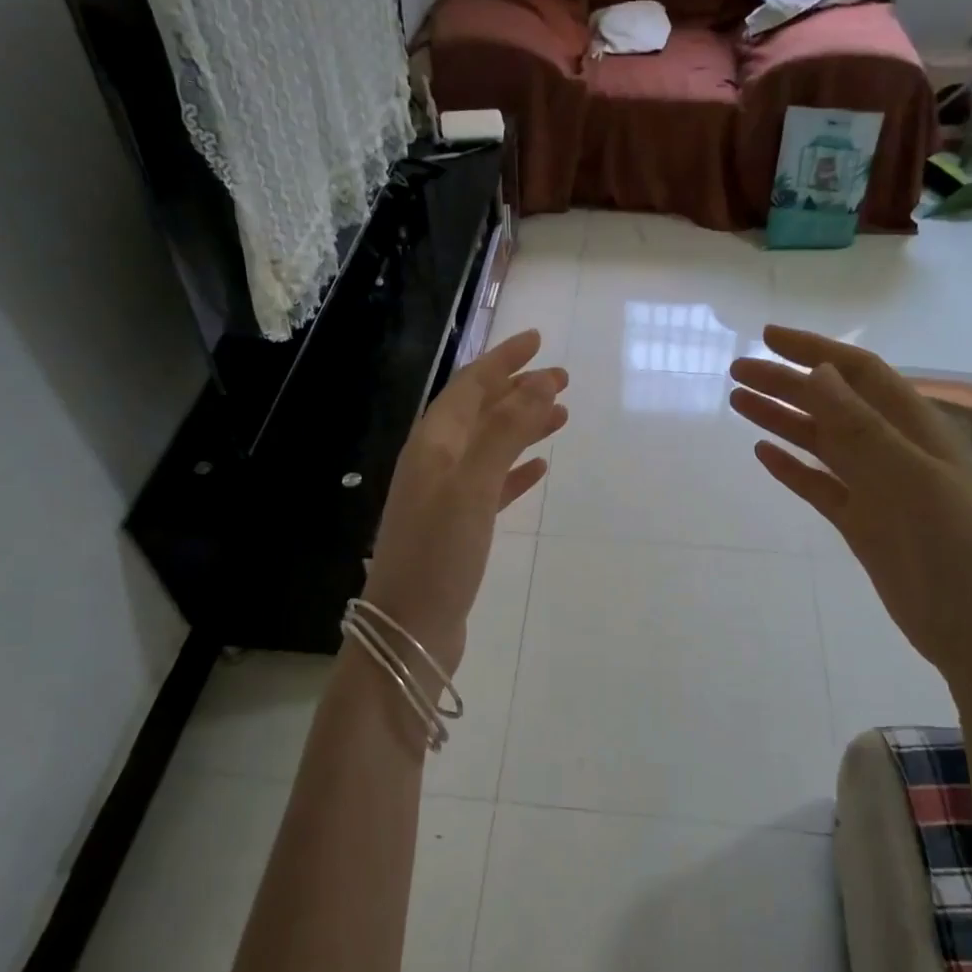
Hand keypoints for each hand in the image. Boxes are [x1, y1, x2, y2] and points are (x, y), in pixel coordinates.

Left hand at [361, 330, 567, 674]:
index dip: (503, 361)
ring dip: (522, 428)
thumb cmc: (438, 554)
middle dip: (518, 391)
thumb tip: (539, 382)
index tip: (538, 341)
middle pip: (480, 413)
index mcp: (432, 444)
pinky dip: (515, 470)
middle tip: (563, 379)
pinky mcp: (459, 527)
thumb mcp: (472, 486)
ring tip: (561, 416)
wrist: (408, 630)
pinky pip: (492, 485)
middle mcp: (435, 462)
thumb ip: (504, 432)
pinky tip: (539, 469)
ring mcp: (445, 496)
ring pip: (490, 447)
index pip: (469, 387)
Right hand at [729, 325, 971, 680]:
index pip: (858, 373)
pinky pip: (818, 486)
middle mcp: (892, 449)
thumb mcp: (906, 477)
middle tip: (736, 372)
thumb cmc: (950, 544)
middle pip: (831, 404)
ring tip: (738, 403)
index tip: (768, 339)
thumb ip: (860, 426)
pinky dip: (791, 469)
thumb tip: (817, 372)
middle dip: (786, 384)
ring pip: (820, 443)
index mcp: (913, 427)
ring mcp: (875, 487)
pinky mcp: (861, 522)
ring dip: (781, 420)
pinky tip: (763, 455)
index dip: (814, 351)